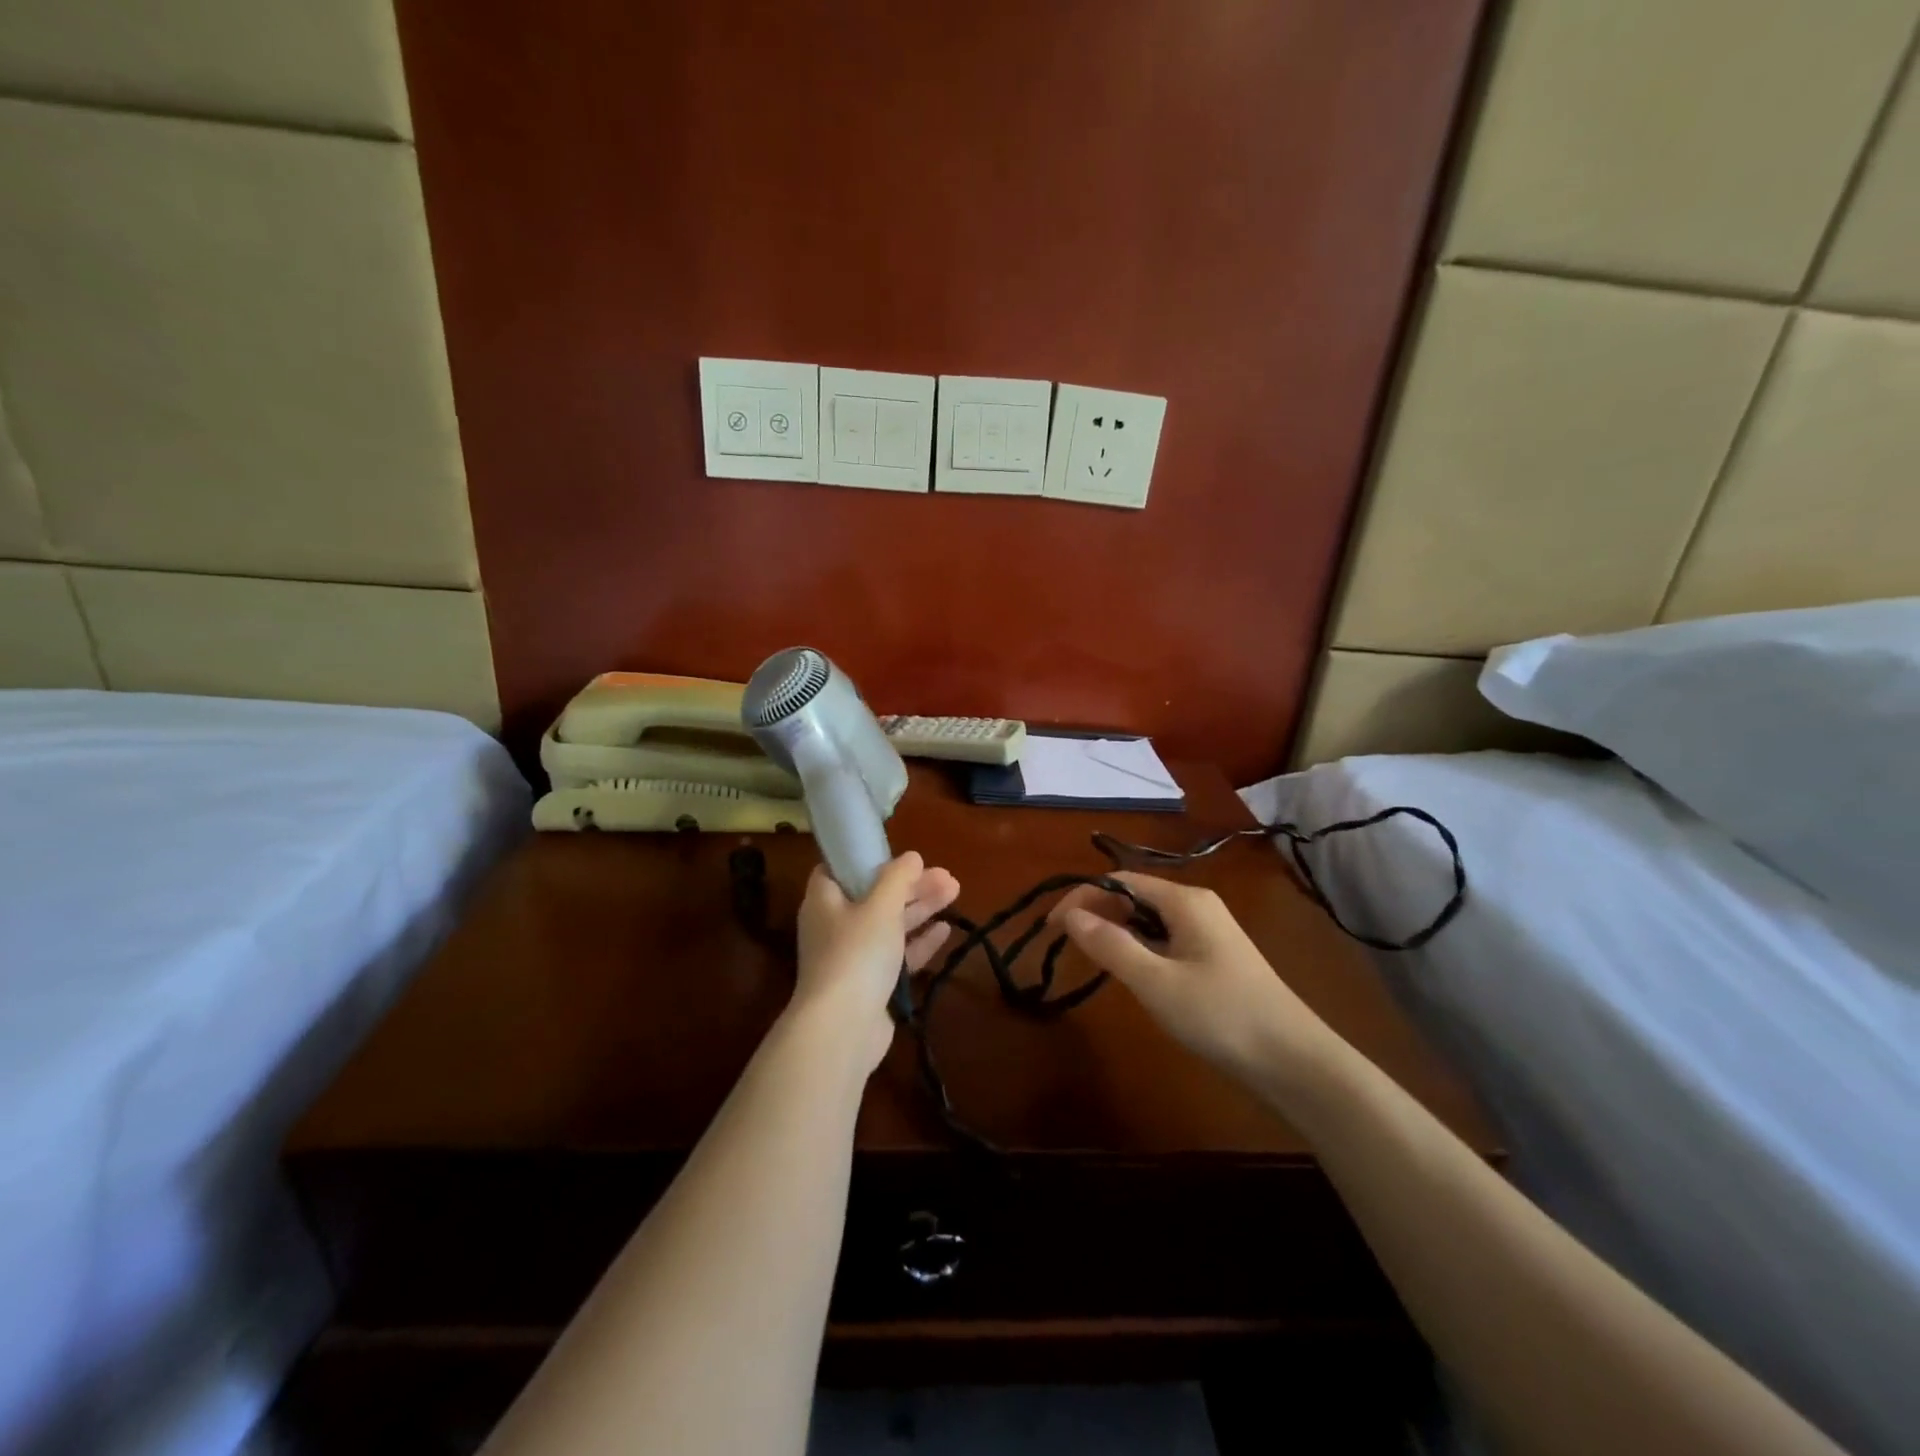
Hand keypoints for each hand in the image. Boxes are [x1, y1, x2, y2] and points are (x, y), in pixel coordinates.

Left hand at [793, 852, 959, 1073]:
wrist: (843, 1028)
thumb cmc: (856, 953)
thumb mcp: (880, 906)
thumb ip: (898, 878)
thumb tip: (912, 856)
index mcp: (824, 900)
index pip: (838, 869)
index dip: (865, 859)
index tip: (896, 854)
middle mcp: (835, 925)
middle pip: (874, 895)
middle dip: (910, 885)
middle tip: (947, 876)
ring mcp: (853, 957)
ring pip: (889, 924)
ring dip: (920, 908)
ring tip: (955, 892)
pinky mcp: (871, 983)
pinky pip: (897, 955)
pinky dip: (919, 941)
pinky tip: (945, 930)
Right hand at [1049, 872, 1329, 1079]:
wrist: (1294, 1062)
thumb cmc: (1221, 1015)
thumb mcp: (1156, 981)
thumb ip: (1110, 945)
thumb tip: (1069, 914)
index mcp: (1185, 900)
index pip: (1119, 881)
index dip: (1081, 897)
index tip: (1051, 928)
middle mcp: (1197, 905)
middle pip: (1134, 896)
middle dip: (1097, 912)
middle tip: (1066, 945)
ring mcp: (1210, 932)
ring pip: (1149, 919)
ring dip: (1117, 932)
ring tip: (1092, 959)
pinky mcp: (1215, 958)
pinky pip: (1165, 939)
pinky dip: (1139, 948)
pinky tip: (1133, 974)